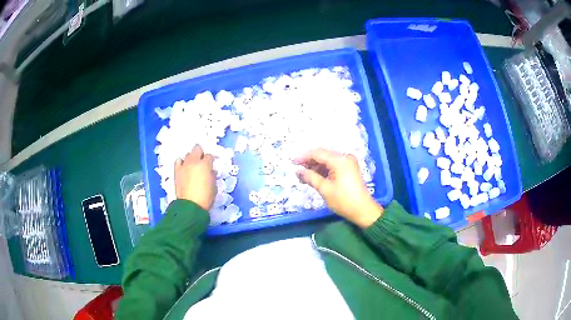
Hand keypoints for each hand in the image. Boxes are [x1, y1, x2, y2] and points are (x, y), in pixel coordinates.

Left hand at [174, 145, 216, 210]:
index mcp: (205, 164)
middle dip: (200, 153)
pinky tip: (184, 167)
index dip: (211, 160)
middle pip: (197, 149)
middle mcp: (194, 161)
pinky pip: (178, 161)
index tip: (211, 165)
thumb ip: (212, 175)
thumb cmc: (206, 197)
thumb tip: (210, 171)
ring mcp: (184, 165)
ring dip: (191, 158)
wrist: (191, 205)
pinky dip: (181, 163)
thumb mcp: (214, 186)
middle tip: (202, 161)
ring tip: (193, 165)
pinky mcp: (176, 171)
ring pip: (187, 154)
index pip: (209, 156)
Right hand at [294, 148, 382, 227]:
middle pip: (323, 155)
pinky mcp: (349, 169)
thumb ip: (310, 177)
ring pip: (327, 161)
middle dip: (309, 163)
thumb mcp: (324, 189)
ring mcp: (348, 162)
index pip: (318, 153)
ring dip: (316, 168)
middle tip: (297, 172)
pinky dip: (323, 171)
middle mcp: (345, 157)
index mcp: (340, 160)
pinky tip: (315, 178)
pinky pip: (333, 166)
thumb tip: (298, 171)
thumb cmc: (343, 200)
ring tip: (304, 178)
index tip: (292, 163)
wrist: (363, 210)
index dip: (304, 157)